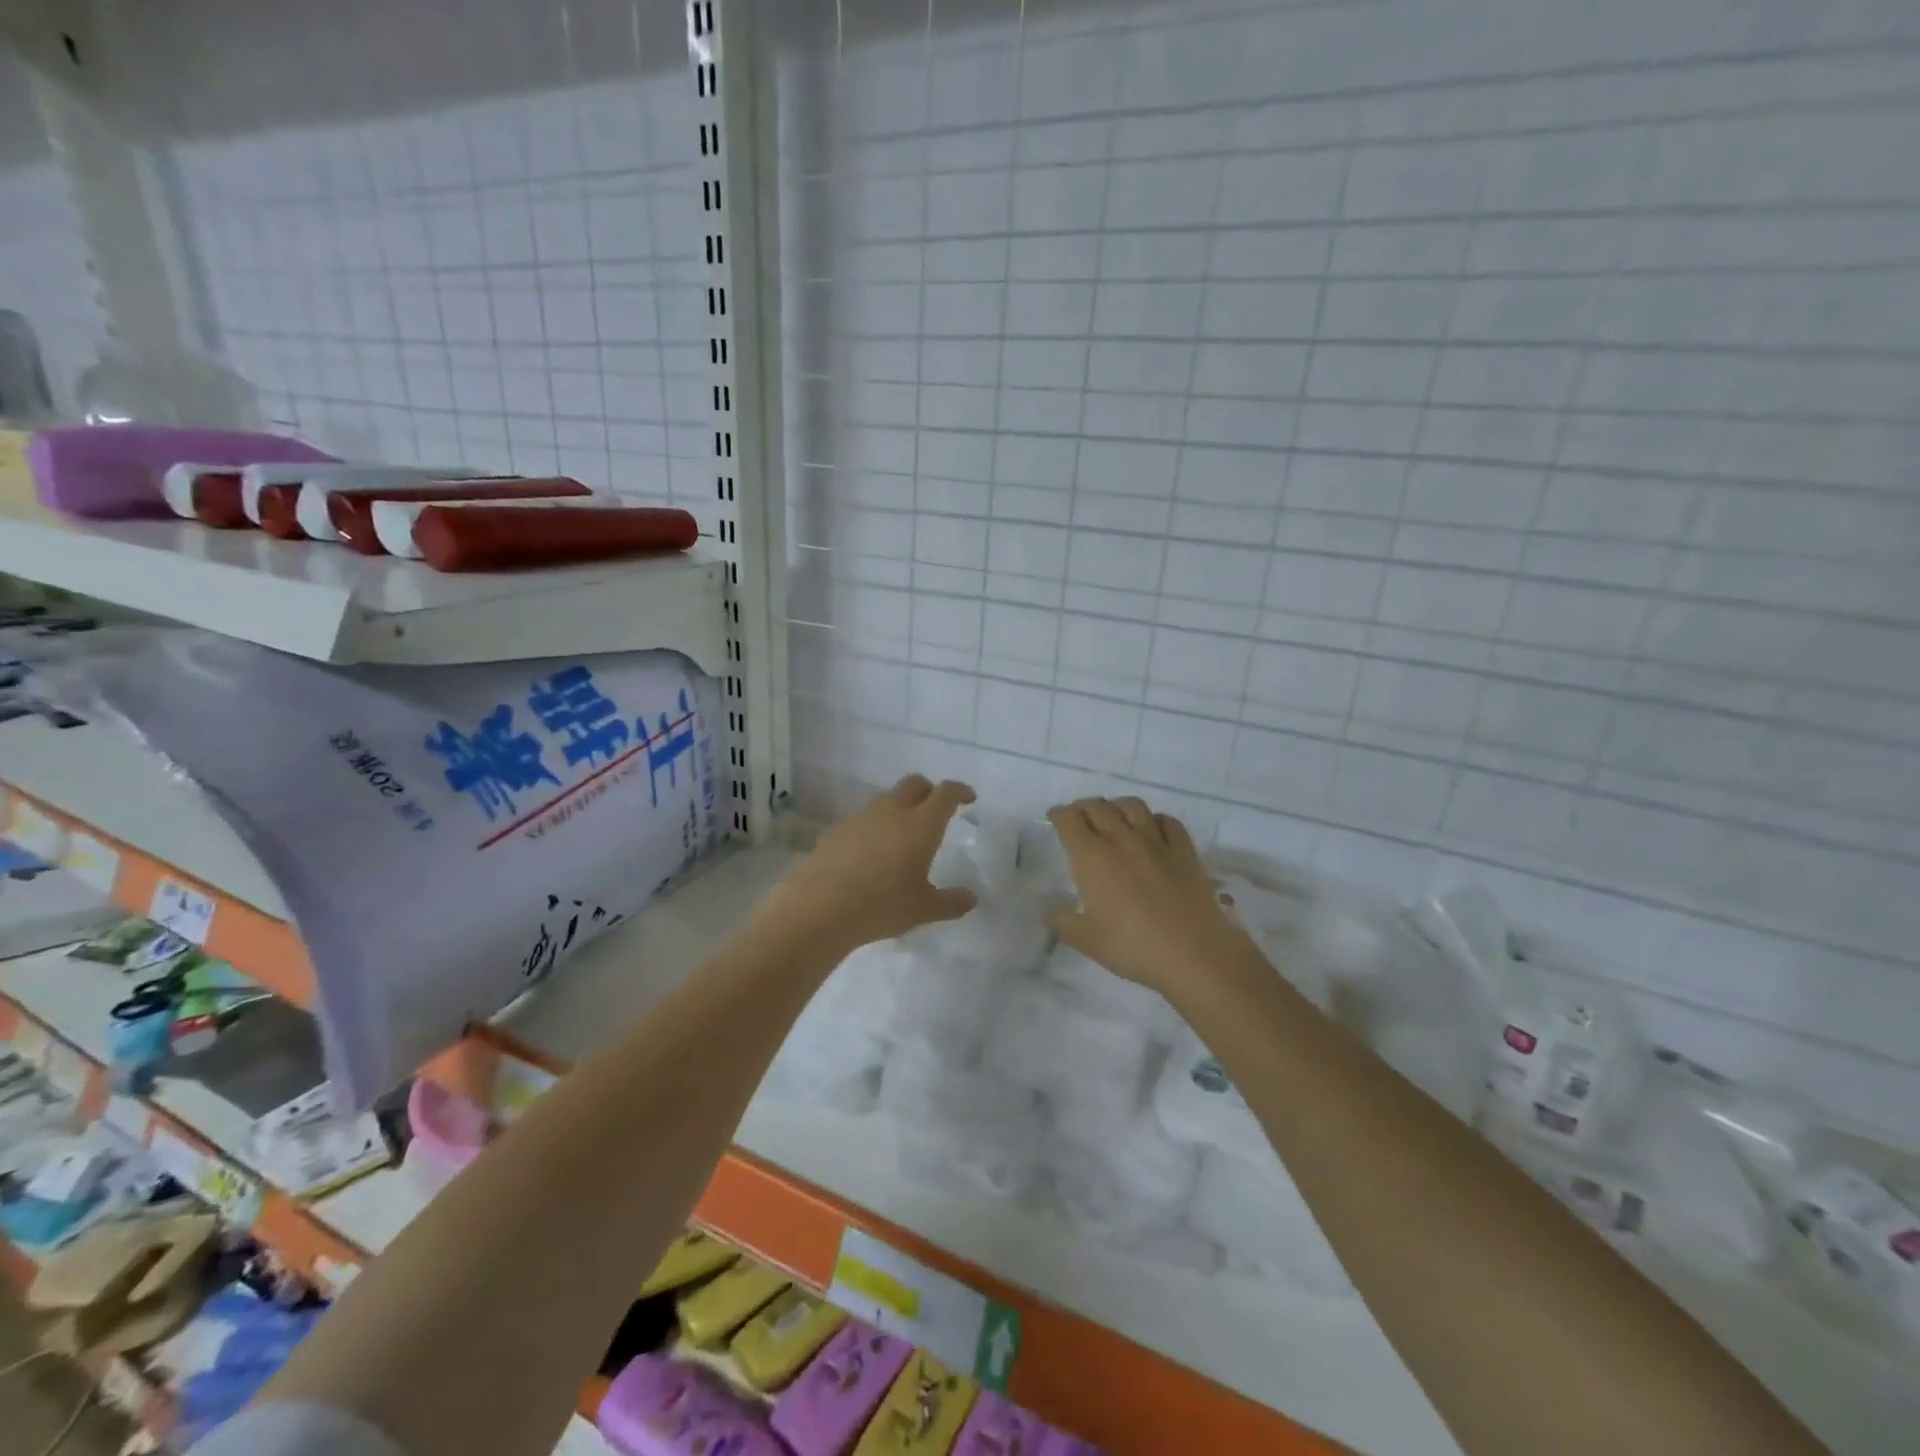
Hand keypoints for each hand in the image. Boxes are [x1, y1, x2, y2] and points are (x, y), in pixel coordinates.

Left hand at [756, 775, 978, 957]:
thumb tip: (970, 898)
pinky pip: (861, 820)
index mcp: (920, 825)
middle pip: (913, 784)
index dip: (959, 791)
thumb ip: (951, 902)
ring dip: (899, 807)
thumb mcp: (923, 909)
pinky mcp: (835, 831)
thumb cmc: (881, 906)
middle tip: (935, 808)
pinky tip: (870, 853)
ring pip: (885, 800)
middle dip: (928, 790)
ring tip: (902, 834)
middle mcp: (891, 812)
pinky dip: (873, 827)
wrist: (819, 908)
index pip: (945, 793)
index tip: (968, 798)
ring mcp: (860, 818)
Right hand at [1048, 796, 1264, 1005]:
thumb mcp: (1085, 940)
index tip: (1054, 817)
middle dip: (1083, 807)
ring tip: (1113, 817)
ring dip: (1117, 806)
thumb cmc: (1132, 946)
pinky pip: (1168, 822)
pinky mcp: (1185, 851)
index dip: (1058, 814)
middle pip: (1098, 807)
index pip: (1069, 820)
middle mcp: (1122, 839)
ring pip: (1133, 806)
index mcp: (1092, 856)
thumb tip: (1049, 909)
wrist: (1193, 953)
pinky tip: (1153, 830)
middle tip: (1079, 818)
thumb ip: (1062, 921)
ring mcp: (1157, 842)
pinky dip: (1155, 820)